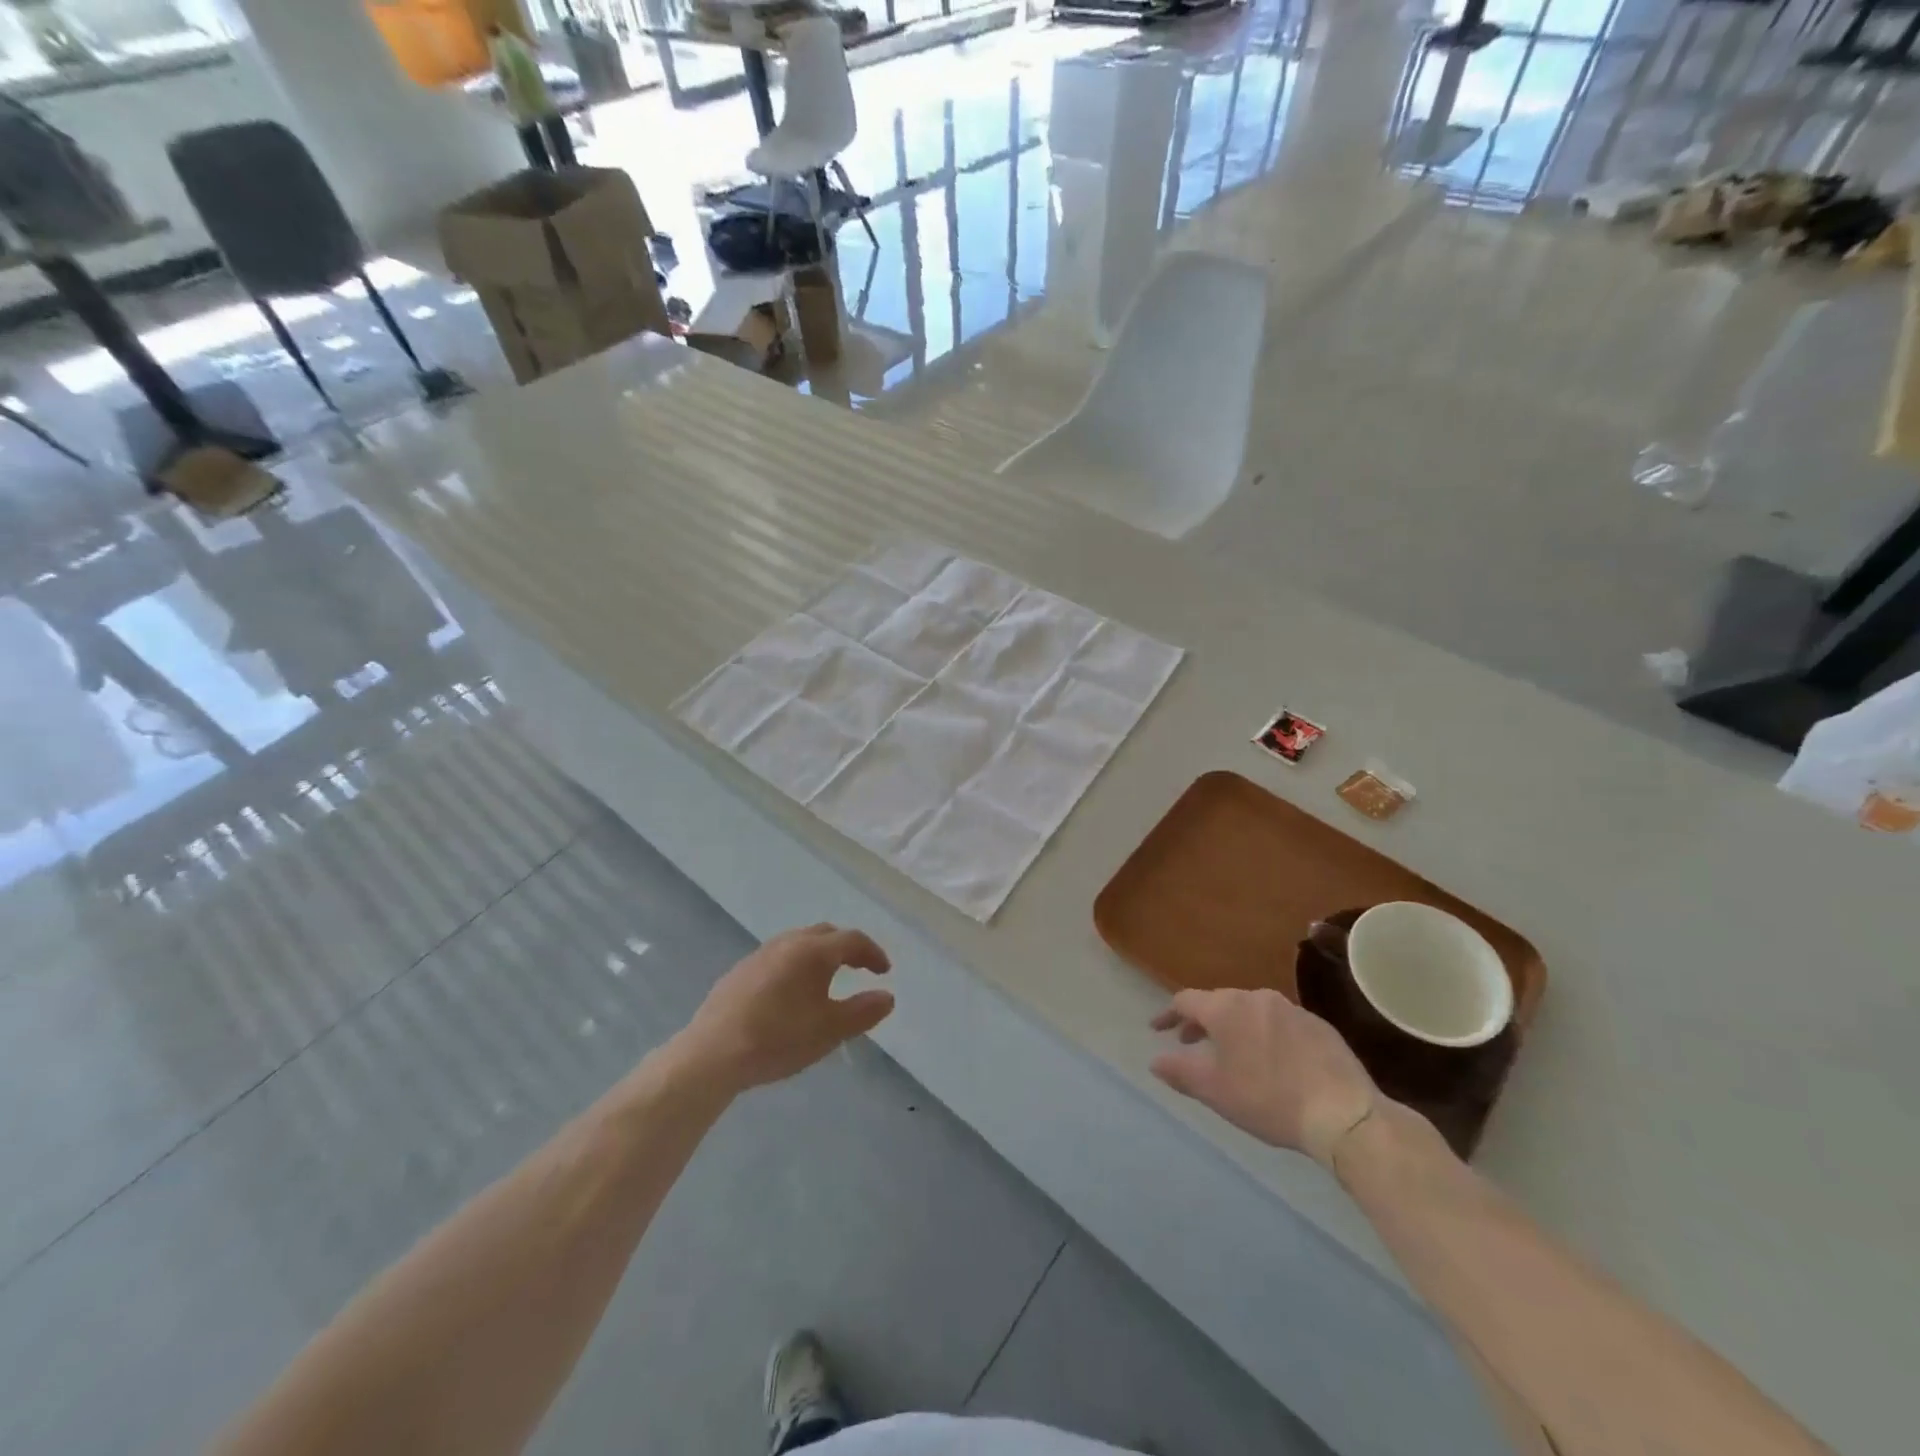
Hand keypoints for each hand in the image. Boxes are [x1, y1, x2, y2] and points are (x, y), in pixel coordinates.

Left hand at [677, 924, 893, 1092]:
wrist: (712, 1054)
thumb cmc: (779, 1038)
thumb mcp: (830, 1030)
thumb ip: (863, 1011)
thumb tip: (887, 996)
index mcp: (813, 951)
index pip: (852, 940)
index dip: (873, 953)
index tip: (885, 971)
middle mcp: (787, 943)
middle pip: (824, 934)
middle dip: (847, 948)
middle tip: (860, 967)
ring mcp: (758, 955)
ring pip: (798, 943)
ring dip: (819, 954)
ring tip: (827, 979)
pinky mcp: (738, 972)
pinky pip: (777, 958)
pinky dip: (795, 965)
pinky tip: (790, 993)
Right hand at [1150, 988, 1377, 1166]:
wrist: (1344, 1113)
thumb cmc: (1268, 1099)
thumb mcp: (1215, 1091)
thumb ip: (1180, 1071)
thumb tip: (1155, 1061)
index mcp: (1226, 1008)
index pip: (1186, 1000)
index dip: (1168, 1014)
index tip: (1158, 1029)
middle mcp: (1256, 998)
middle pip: (1219, 1002)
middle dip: (1201, 1021)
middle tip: (1191, 1042)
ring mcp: (1291, 1008)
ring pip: (1251, 1010)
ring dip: (1235, 1026)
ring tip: (1232, 1052)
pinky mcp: (1318, 1025)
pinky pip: (1279, 1022)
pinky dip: (1265, 1034)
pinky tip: (1272, 1060)